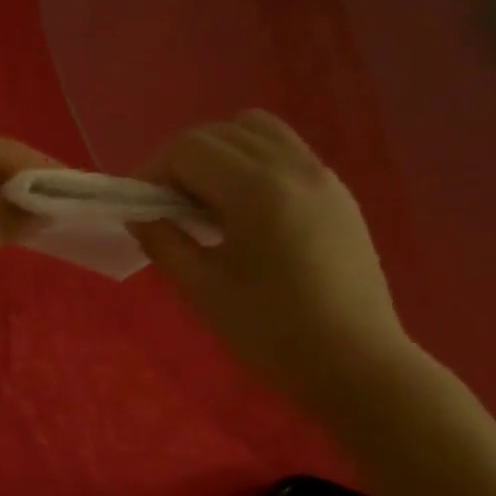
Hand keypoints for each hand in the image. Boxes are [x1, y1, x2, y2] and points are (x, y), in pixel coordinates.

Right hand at [129, 111, 413, 408]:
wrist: (356, 364)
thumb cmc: (273, 333)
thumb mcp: (205, 291)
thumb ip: (165, 245)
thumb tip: (139, 217)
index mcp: (256, 191)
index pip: (189, 149)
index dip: (153, 170)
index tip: (139, 206)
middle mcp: (292, 167)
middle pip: (222, 132)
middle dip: (183, 160)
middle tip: (167, 206)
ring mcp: (321, 176)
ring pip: (259, 131)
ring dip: (221, 152)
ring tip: (206, 201)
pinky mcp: (338, 193)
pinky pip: (287, 152)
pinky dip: (253, 163)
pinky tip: (245, 211)